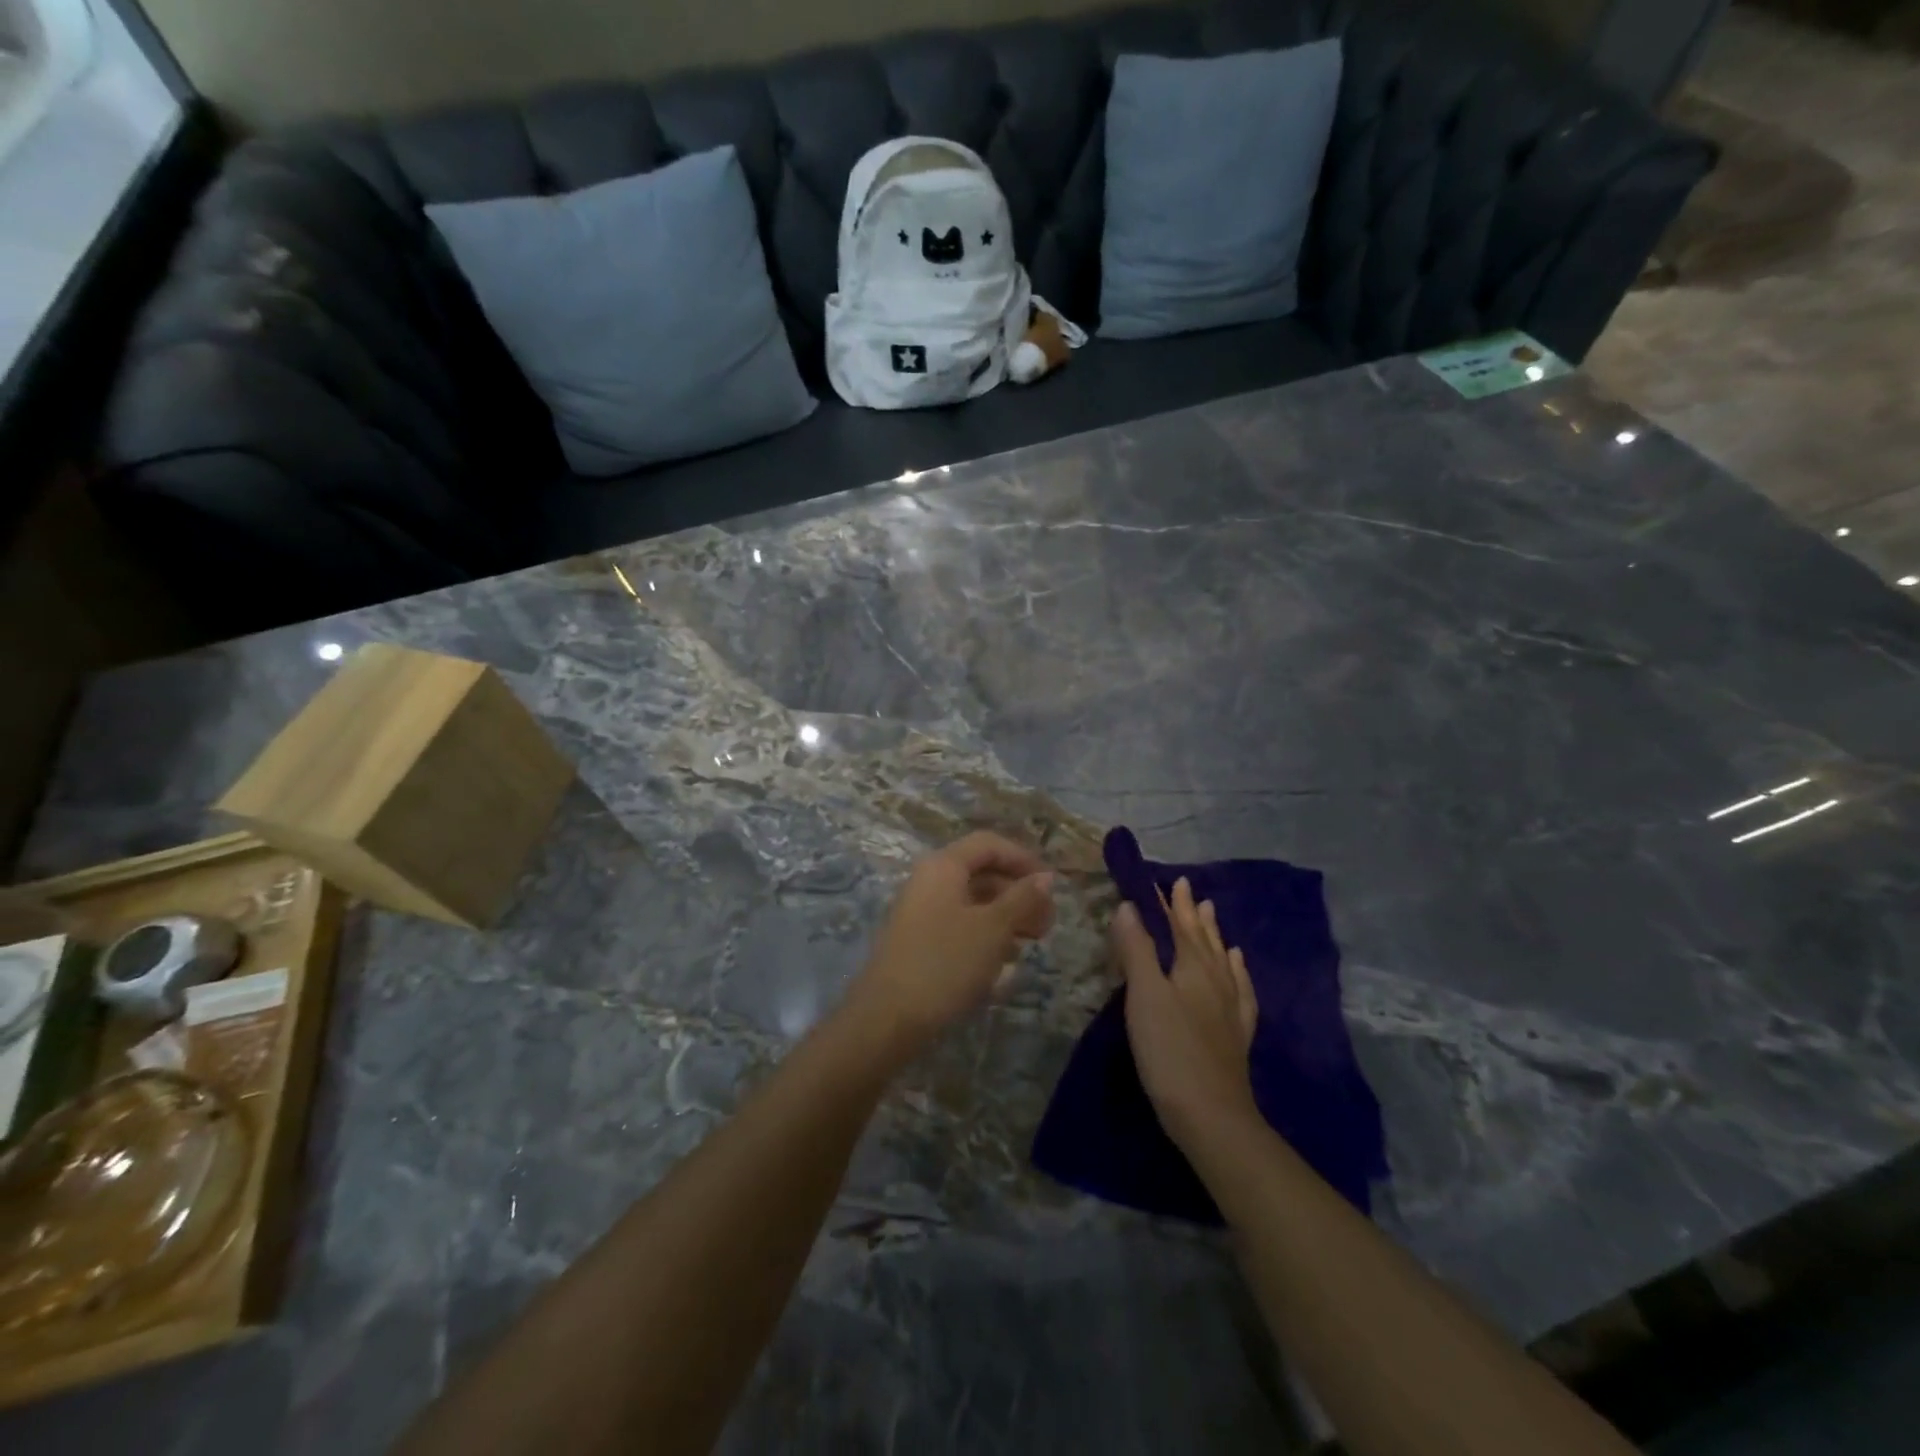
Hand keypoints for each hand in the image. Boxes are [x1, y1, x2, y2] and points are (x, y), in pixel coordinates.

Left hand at [848, 832, 1054, 1056]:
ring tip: (1031, 942)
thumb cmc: (945, 963)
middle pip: (982, 873)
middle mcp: (929, 881)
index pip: (989, 844)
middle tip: (1047, 923)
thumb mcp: (993, 928)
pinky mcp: (920, 942)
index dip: (1023, 859)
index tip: (1051, 887)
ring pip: (973, 902)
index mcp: (943, 866)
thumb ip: (1022, 899)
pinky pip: (960, 926)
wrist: (887, 1018)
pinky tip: (1004, 960)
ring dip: (1006, 916)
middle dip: (1018, 893)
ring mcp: (921, 912)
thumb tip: (1046, 877)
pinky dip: (986, 935)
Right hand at [1112, 877, 1258, 1147]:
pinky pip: (1240, 990)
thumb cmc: (1170, 1050)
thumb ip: (1137, 949)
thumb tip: (1129, 905)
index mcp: (1193, 967)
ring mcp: (1230, 1008)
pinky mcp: (1236, 1034)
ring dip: (1215, 935)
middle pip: (1204, 939)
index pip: (1181, 925)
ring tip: (1213, 914)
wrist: (1211, 1115)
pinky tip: (1237, 968)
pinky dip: (1236, 972)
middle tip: (1189, 889)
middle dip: (1193, 913)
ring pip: (1223, 960)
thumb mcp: (1144, 995)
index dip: (1172, 903)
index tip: (1168, 879)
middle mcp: (1216, 981)